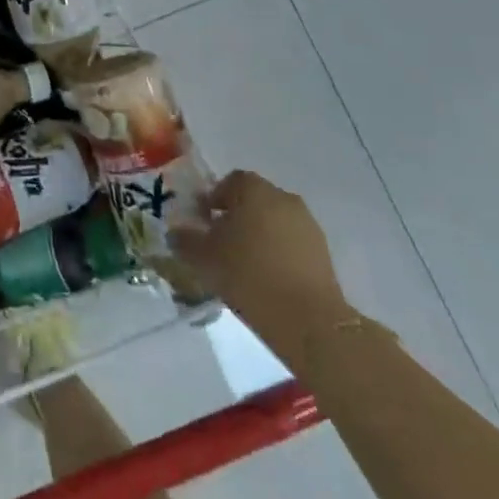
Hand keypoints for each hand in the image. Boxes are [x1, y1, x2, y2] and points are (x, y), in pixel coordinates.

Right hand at [170, 170, 356, 368]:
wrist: (306, 317)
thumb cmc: (247, 274)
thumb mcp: (202, 256)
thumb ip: (184, 240)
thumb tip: (175, 232)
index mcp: (254, 190)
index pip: (231, 181)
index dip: (214, 198)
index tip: (203, 220)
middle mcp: (284, 198)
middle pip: (254, 200)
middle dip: (236, 216)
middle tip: (220, 241)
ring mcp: (307, 225)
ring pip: (274, 221)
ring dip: (258, 234)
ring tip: (242, 263)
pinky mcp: (323, 253)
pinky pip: (291, 243)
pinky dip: (277, 253)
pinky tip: (265, 277)